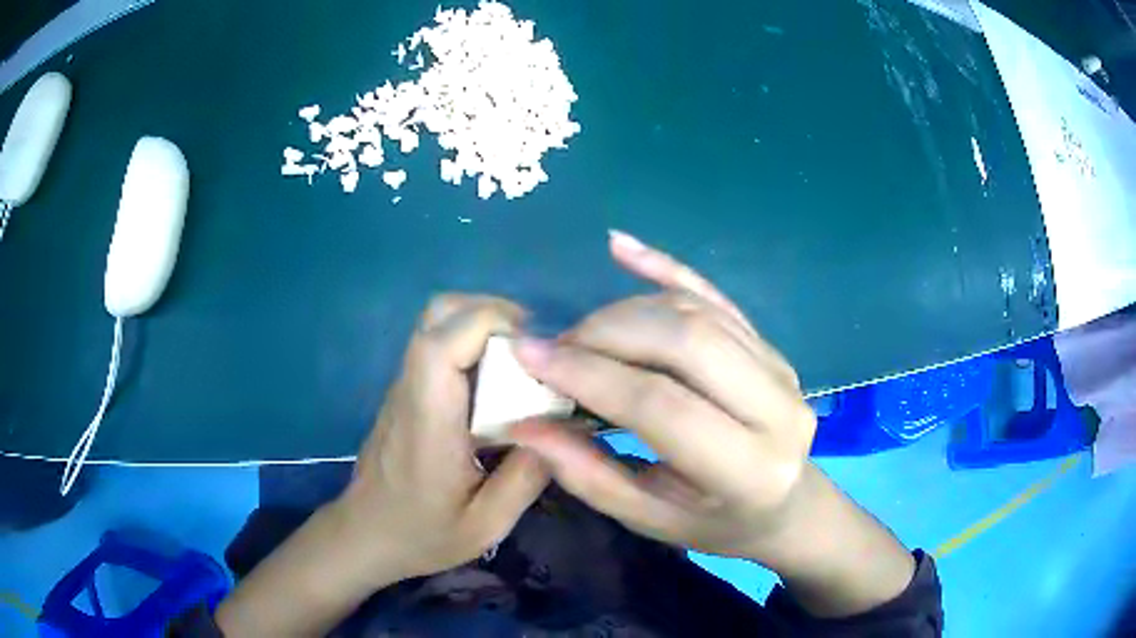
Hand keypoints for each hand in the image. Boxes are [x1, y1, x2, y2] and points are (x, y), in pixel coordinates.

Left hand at [216, 295, 548, 636]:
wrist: (366, 535)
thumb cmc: (422, 534)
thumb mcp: (486, 524)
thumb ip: (526, 477)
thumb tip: (564, 429)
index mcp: (428, 421)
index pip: (441, 342)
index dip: (490, 323)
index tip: (534, 349)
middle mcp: (411, 390)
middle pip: (438, 313)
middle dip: (491, 314)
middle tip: (532, 351)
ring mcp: (404, 387)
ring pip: (437, 324)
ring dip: (483, 328)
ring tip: (520, 366)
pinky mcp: (406, 393)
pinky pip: (438, 347)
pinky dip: (472, 347)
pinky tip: (495, 389)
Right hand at [510, 231, 914, 616]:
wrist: (786, 505)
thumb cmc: (717, 524)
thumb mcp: (650, 519)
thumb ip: (588, 475)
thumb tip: (526, 423)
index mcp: (749, 470)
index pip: (661, 405)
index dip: (590, 374)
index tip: (529, 354)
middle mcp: (777, 408)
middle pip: (685, 341)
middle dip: (607, 332)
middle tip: (557, 346)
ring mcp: (780, 367)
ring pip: (695, 312)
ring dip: (626, 310)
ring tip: (582, 334)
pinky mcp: (769, 344)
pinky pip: (714, 295)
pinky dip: (664, 267)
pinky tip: (620, 247)